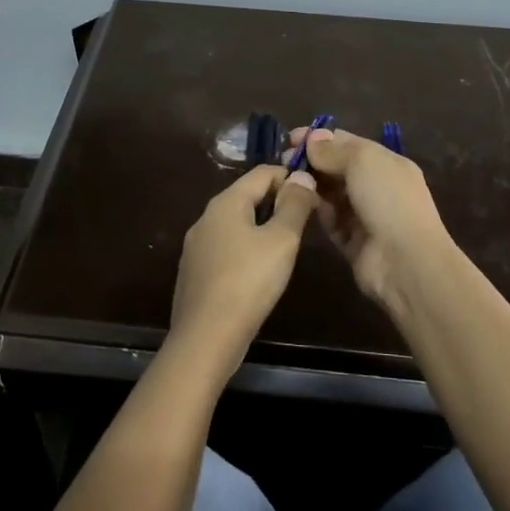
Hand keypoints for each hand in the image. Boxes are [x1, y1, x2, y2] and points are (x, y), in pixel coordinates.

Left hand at [169, 164, 317, 370]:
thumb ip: (294, 205)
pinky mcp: (194, 271)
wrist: (205, 338)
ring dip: (262, 227)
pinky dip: (246, 248)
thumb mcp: (281, 241)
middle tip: (305, 222)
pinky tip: (259, 272)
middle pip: (247, 196)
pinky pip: (226, 247)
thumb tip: (302, 176)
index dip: (291, 177)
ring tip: (286, 247)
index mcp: (226, 202)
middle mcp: (206, 217)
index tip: (315, 195)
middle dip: (277, 202)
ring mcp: (196, 245)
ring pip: (236, 223)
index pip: (262, 172)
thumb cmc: (248, 282)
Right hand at [288, 128, 457, 309]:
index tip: (291, 138)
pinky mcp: (352, 241)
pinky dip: (316, 210)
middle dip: (313, 161)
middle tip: (284, 160)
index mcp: (387, 163)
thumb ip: (334, 150)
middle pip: (338, 168)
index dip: (320, 138)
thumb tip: (313, 138)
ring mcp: (365, 215)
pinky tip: (298, 202)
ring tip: (287, 180)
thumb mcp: (363, 161)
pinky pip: (330, 220)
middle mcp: (377, 186)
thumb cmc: (388, 199)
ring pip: (332, 194)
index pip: (349, 143)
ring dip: (312, 185)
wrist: (405, 261)